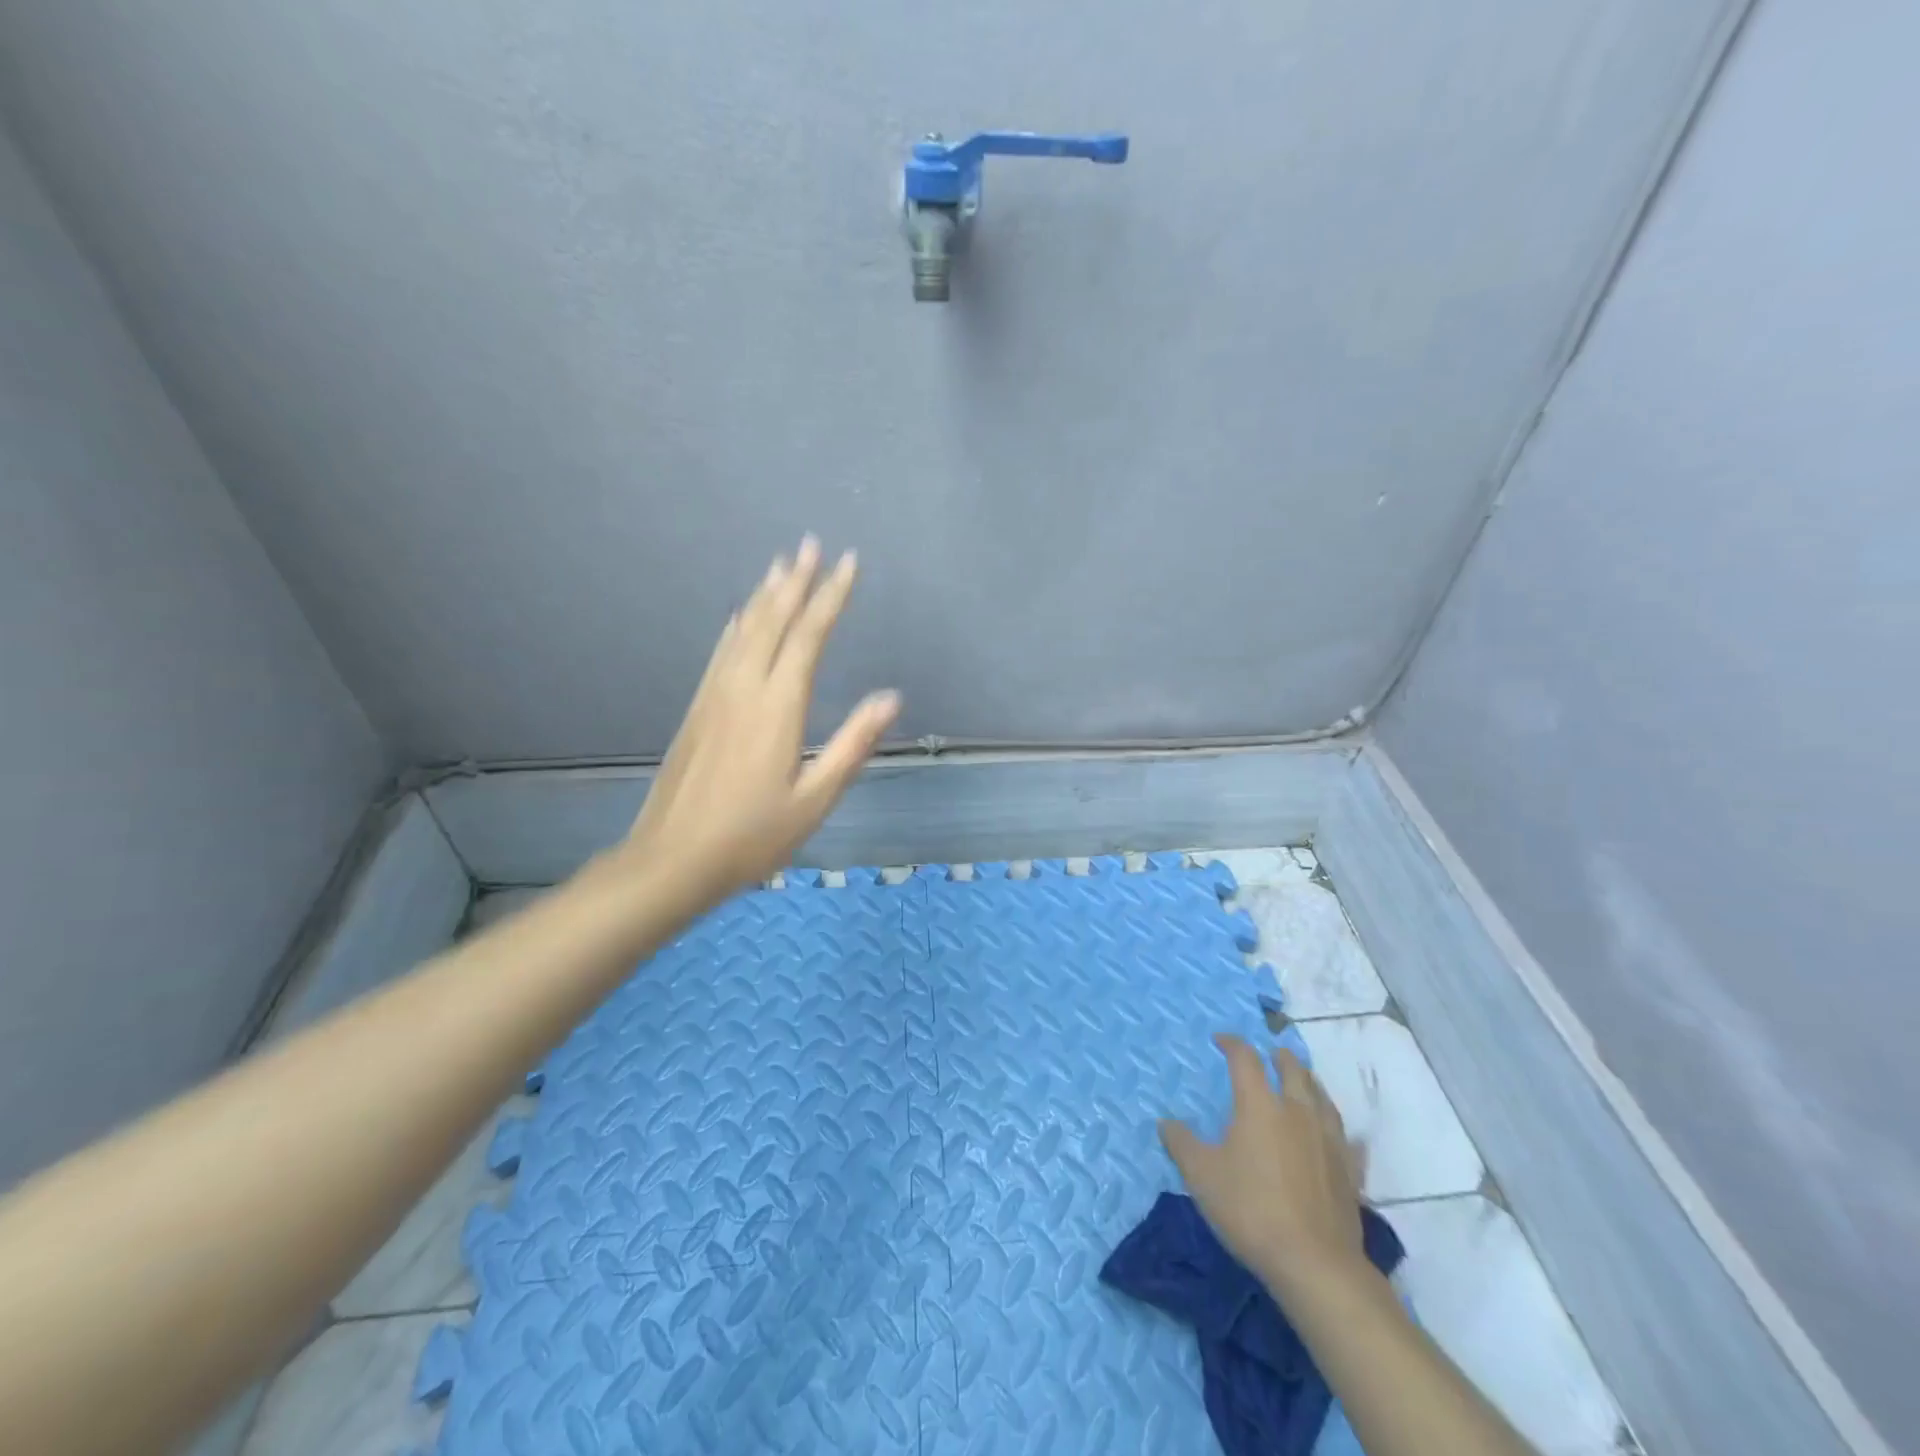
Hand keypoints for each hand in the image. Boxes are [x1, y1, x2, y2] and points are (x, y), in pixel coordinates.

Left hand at [620, 537, 900, 907]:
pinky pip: (722, 651)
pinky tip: (741, 616)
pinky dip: (738, 625)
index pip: (809, 636)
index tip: (849, 563)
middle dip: (796, 581)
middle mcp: (744, 687)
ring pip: (745, 630)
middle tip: (812, 545)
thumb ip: (853, 744)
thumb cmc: (753, 836)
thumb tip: (891, 697)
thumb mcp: (815, 798)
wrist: (672, 859)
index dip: (831, 597)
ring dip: (766, 594)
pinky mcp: (698, 709)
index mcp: (778, 706)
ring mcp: (715, 695)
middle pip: (773, 620)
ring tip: (781, 564)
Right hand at [1160, 1034, 1368, 1293]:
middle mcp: (1297, 1112)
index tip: (1220, 1039)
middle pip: (1292, 1071)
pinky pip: (1347, 1139)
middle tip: (1270, 1053)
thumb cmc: (1250, 1208)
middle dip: (1279, 1057)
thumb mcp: (1200, 1175)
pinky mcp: (1349, 1172)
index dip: (1232, 1044)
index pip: (1246, 1059)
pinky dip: (1339, 1130)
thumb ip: (1181, 1143)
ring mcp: (1328, 1141)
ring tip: (1303, 1081)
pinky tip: (1342, 1135)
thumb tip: (1166, 1122)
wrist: (1314, 1263)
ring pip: (1323, 1098)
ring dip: (1310, 1083)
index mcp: (1260, 1104)